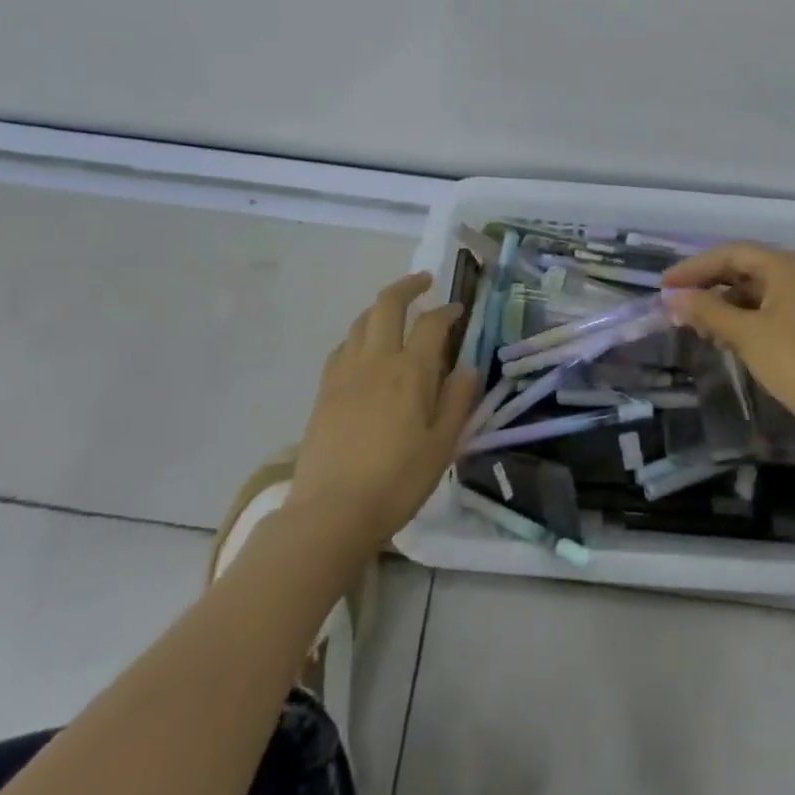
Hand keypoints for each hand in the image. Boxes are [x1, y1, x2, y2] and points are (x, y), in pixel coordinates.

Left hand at [291, 273, 480, 543]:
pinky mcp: (324, 390)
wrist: (330, 512)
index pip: (432, 324)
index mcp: (411, 371)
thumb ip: (457, 401)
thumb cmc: (396, 482)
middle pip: (387, 304)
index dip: (448, 311)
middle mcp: (376, 360)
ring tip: (395, 313)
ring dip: (380, 307)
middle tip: (423, 281)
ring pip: (361, 321)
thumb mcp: (442, 446)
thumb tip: (469, 367)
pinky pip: (342, 346)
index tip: (458, 309)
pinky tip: (363, 349)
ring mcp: (345, 372)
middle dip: (407, 286)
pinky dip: (358, 335)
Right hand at [662, 243, 794, 446]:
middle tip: (675, 302)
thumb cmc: (794, 362)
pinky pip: (763, 308)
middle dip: (706, 285)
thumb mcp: (745, 334)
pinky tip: (720, 334)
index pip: (729, 254)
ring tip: (693, 322)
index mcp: (783, 265)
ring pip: (751, 290)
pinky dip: (738, 317)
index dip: (694, 268)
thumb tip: (673, 297)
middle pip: (741, 268)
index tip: (664, 285)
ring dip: (720, 303)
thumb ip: (707, 310)